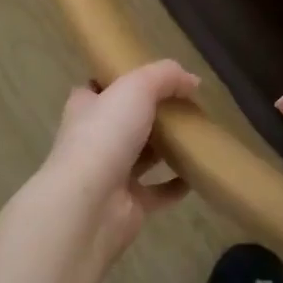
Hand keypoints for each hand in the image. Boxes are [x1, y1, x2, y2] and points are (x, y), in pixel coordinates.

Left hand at [36, 59, 194, 264]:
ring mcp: (109, 175)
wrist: (89, 205)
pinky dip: (176, 185)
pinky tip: (196, 174)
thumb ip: (166, 76)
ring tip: (195, 136)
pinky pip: (157, 192)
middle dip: (149, 115)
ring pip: (141, 157)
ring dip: (164, 149)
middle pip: (124, 122)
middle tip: (183, 106)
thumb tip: (192, 81)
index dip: (119, 80)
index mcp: (85, 108)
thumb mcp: (137, 86)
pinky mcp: (128, 205)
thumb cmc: (105, 135)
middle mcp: (93, 140)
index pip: (97, 88)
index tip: (148, 76)